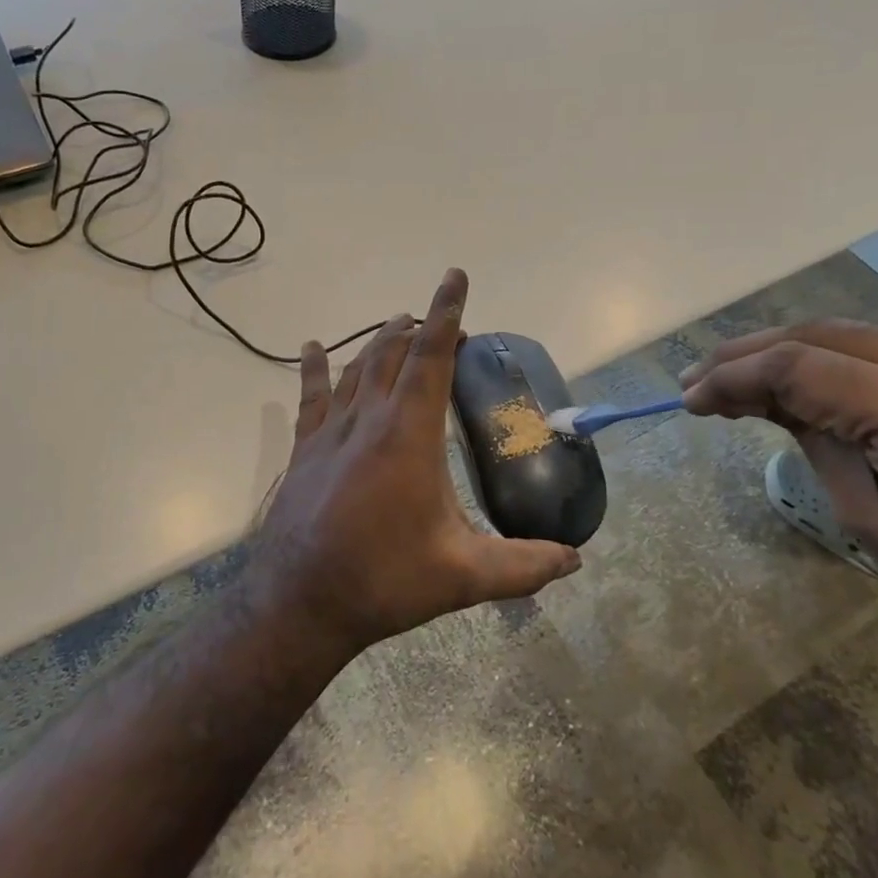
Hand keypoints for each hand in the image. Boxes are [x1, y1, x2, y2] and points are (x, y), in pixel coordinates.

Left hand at [252, 269, 581, 656]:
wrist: (301, 601)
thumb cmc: (385, 580)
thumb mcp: (464, 576)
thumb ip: (524, 565)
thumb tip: (576, 561)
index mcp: (409, 435)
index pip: (431, 357)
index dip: (447, 314)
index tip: (455, 277)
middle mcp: (368, 419)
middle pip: (392, 353)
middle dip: (418, 328)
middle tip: (441, 325)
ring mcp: (331, 431)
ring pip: (356, 367)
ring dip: (379, 342)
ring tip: (398, 327)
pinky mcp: (305, 449)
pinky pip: (311, 396)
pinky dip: (315, 368)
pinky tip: (312, 347)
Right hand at [679, 321, 877, 659]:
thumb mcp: (874, 520)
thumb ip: (817, 443)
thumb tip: (768, 402)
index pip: (797, 366)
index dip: (731, 376)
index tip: (687, 398)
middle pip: (820, 332)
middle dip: (750, 352)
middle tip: (699, 378)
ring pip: (853, 333)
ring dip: (789, 350)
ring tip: (740, 378)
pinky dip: (834, 360)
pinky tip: (807, 382)